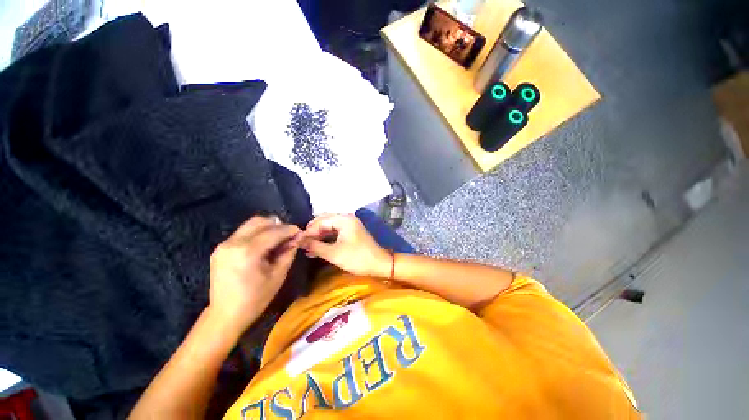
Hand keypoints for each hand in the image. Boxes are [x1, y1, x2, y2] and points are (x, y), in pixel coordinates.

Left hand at [208, 216, 300, 336]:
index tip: (300, 231)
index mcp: (248, 252)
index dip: (289, 229)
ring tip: (277, 240)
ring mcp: (224, 245)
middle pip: (259, 221)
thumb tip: (297, 237)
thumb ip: (289, 252)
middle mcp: (233, 243)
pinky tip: (264, 245)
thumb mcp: (278, 275)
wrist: (225, 314)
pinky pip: (243, 233)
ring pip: (250, 225)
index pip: (273, 232)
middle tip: (288, 235)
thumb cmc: (256, 298)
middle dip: (278, 225)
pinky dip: (257, 234)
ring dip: (267, 228)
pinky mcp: (220, 248)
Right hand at [299, 214, 390, 277]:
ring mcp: (349, 226)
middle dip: (312, 233)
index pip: (321, 221)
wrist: (379, 264)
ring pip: (329, 228)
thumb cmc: (357, 258)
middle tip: (301, 244)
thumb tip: (298, 241)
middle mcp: (346, 219)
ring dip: (318, 237)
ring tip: (306, 248)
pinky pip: (335, 233)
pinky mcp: (351, 233)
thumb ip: (315, 246)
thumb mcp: (334, 253)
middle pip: (324, 222)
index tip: (297, 242)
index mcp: (344, 219)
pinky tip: (316, 249)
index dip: (308, 231)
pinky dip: (326, 240)